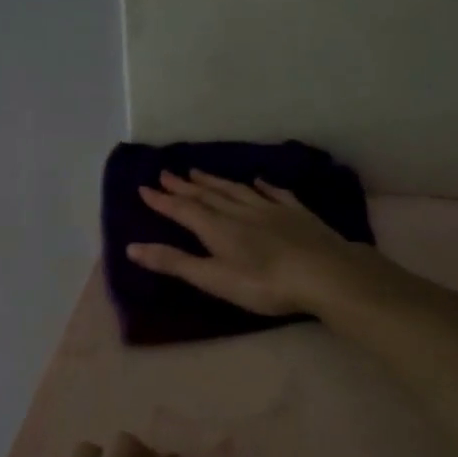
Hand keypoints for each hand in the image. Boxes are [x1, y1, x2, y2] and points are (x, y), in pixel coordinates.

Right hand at [129, 170, 370, 316]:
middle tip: (166, 173)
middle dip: (184, 186)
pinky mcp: (297, 213)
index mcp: (218, 228)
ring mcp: (271, 209)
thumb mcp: (214, 278)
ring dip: (215, 181)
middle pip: (207, 195)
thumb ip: (175, 263)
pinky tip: (258, 180)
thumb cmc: (265, 284)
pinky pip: (274, 193)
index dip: (162, 201)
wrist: (325, 273)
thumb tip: (132, 247)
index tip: (144, 187)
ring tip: (198, 172)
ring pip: (236, 190)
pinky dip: (262, 185)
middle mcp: (240, 211)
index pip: (183, 210)